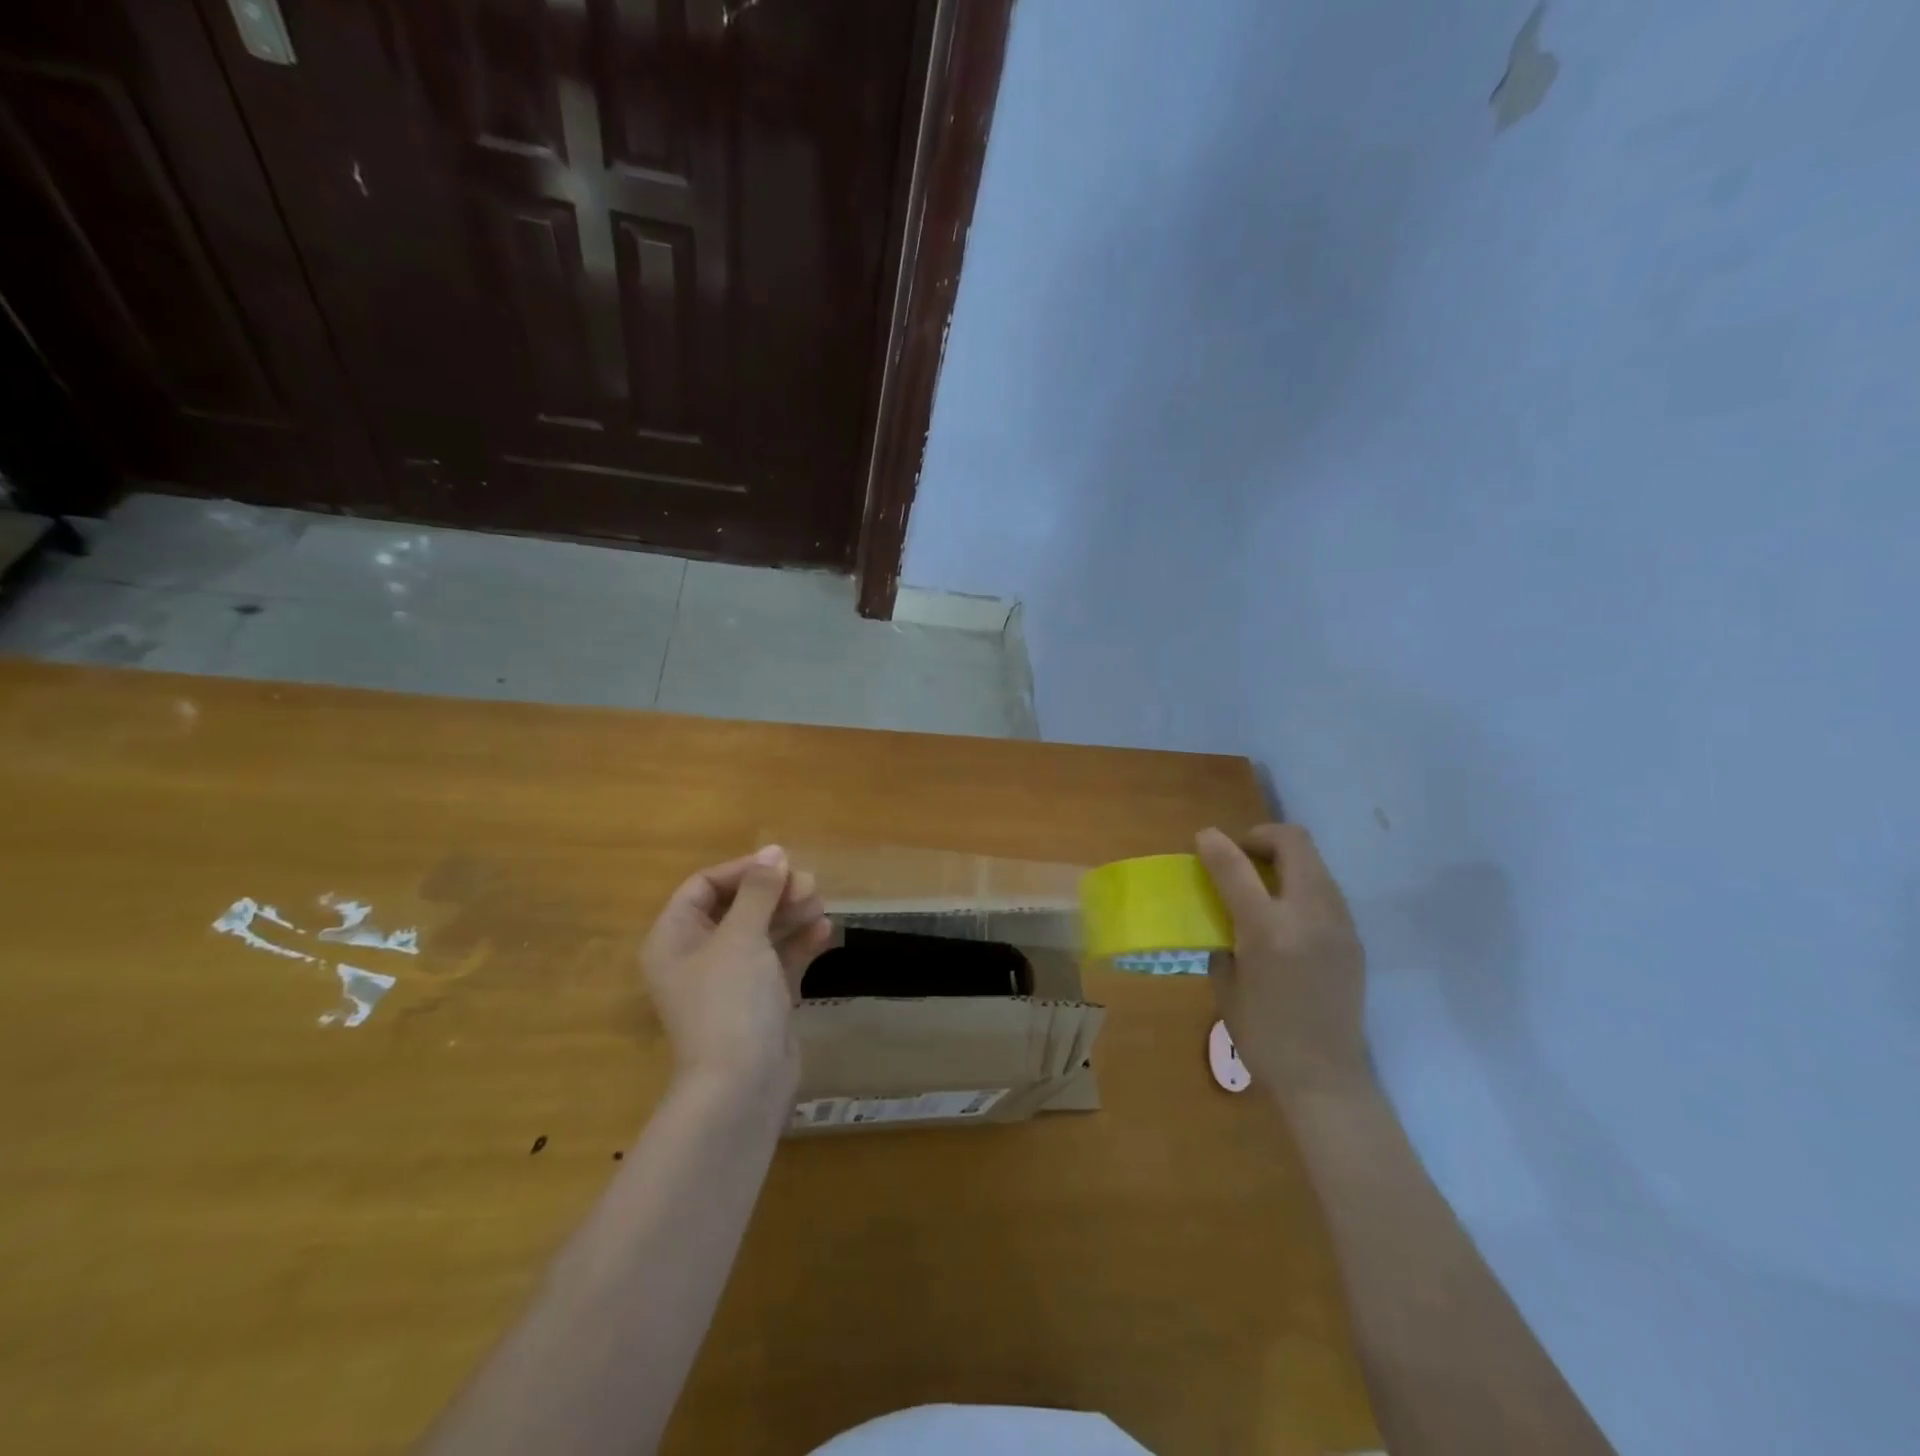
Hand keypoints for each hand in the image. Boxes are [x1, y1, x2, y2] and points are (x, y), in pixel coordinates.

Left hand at [640, 846, 831, 1090]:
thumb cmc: (730, 1001)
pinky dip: (799, 944)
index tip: (781, 864)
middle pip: (736, 907)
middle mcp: (698, 956)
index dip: (742, 871)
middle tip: (810, 885)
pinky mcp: (759, 1000)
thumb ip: (759, 891)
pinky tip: (825, 932)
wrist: (743, 1085)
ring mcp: (730, 981)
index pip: (703, 886)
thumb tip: (773, 851)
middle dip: (773, 893)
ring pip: (761, 932)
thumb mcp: (742, 936)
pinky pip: (778, 960)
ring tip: (820, 905)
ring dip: (790, 915)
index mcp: (675, 939)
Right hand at [1195, 824, 1370, 1096]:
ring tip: (1262, 886)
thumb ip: (1224, 935)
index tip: (1203, 839)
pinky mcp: (1353, 936)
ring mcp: (1338, 923)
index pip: (1237, 867)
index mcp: (1268, 931)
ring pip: (1314, 861)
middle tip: (1241, 858)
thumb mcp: (1226, 983)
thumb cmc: (1262, 1035)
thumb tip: (1225, 911)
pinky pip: (1325, 889)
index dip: (1215, 845)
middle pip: (1293, 842)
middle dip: (1261, 837)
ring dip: (1284, 859)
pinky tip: (1286, 916)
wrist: (1325, 1077)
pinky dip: (1301, 885)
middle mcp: (1308, 916)